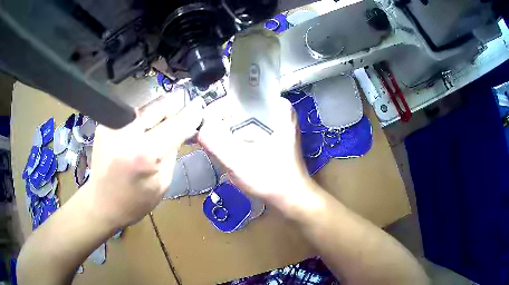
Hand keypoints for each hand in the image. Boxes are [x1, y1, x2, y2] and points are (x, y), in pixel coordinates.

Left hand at [84, 95, 203, 228]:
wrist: (101, 203)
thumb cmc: (134, 202)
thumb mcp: (162, 183)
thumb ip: (172, 152)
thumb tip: (182, 129)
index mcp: (145, 153)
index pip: (176, 124)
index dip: (191, 114)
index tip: (200, 107)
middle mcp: (127, 133)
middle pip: (160, 105)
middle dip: (176, 106)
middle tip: (184, 111)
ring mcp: (113, 125)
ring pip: (146, 106)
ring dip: (159, 111)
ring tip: (165, 121)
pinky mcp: (105, 124)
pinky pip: (132, 113)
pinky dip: (143, 118)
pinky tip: (145, 128)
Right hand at [198, 97, 312, 202]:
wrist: (291, 198)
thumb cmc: (271, 179)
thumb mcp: (239, 162)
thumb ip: (215, 143)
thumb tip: (200, 128)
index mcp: (276, 107)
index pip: (239, 96)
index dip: (219, 109)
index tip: (206, 127)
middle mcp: (277, 110)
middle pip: (239, 107)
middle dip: (221, 122)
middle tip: (210, 140)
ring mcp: (274, 123)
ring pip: (241, 118)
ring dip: (227, 131)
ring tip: (218, 147)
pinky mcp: (270, 135)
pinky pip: (246, 128)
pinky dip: (235, 137)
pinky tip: (229, 150)